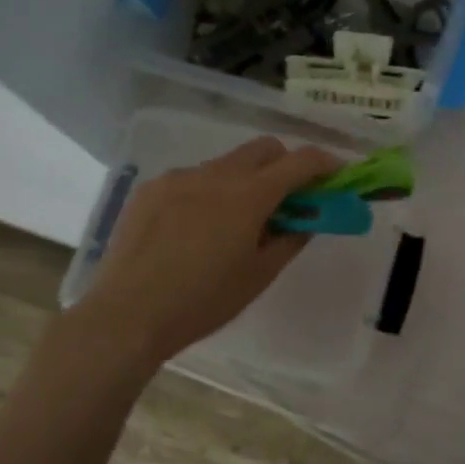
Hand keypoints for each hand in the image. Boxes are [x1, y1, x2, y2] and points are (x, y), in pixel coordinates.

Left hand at [68, 136, 339, 374]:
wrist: (128, 314)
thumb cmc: (204, 301)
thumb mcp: (260, 275)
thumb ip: (291, 238)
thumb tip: (308, 219)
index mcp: (249, 195)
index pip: (301, 162)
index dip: (325, 164)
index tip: (336, 176)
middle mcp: (216, 174)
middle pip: (264, 148)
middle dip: (284, 164)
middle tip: (287, 199)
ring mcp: (179, 178)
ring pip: (226, 163)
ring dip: (245, 180)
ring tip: (234, 223)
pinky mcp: (151, 189)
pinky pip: (192, 179)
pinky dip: (208, 192)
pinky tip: (194, 229)